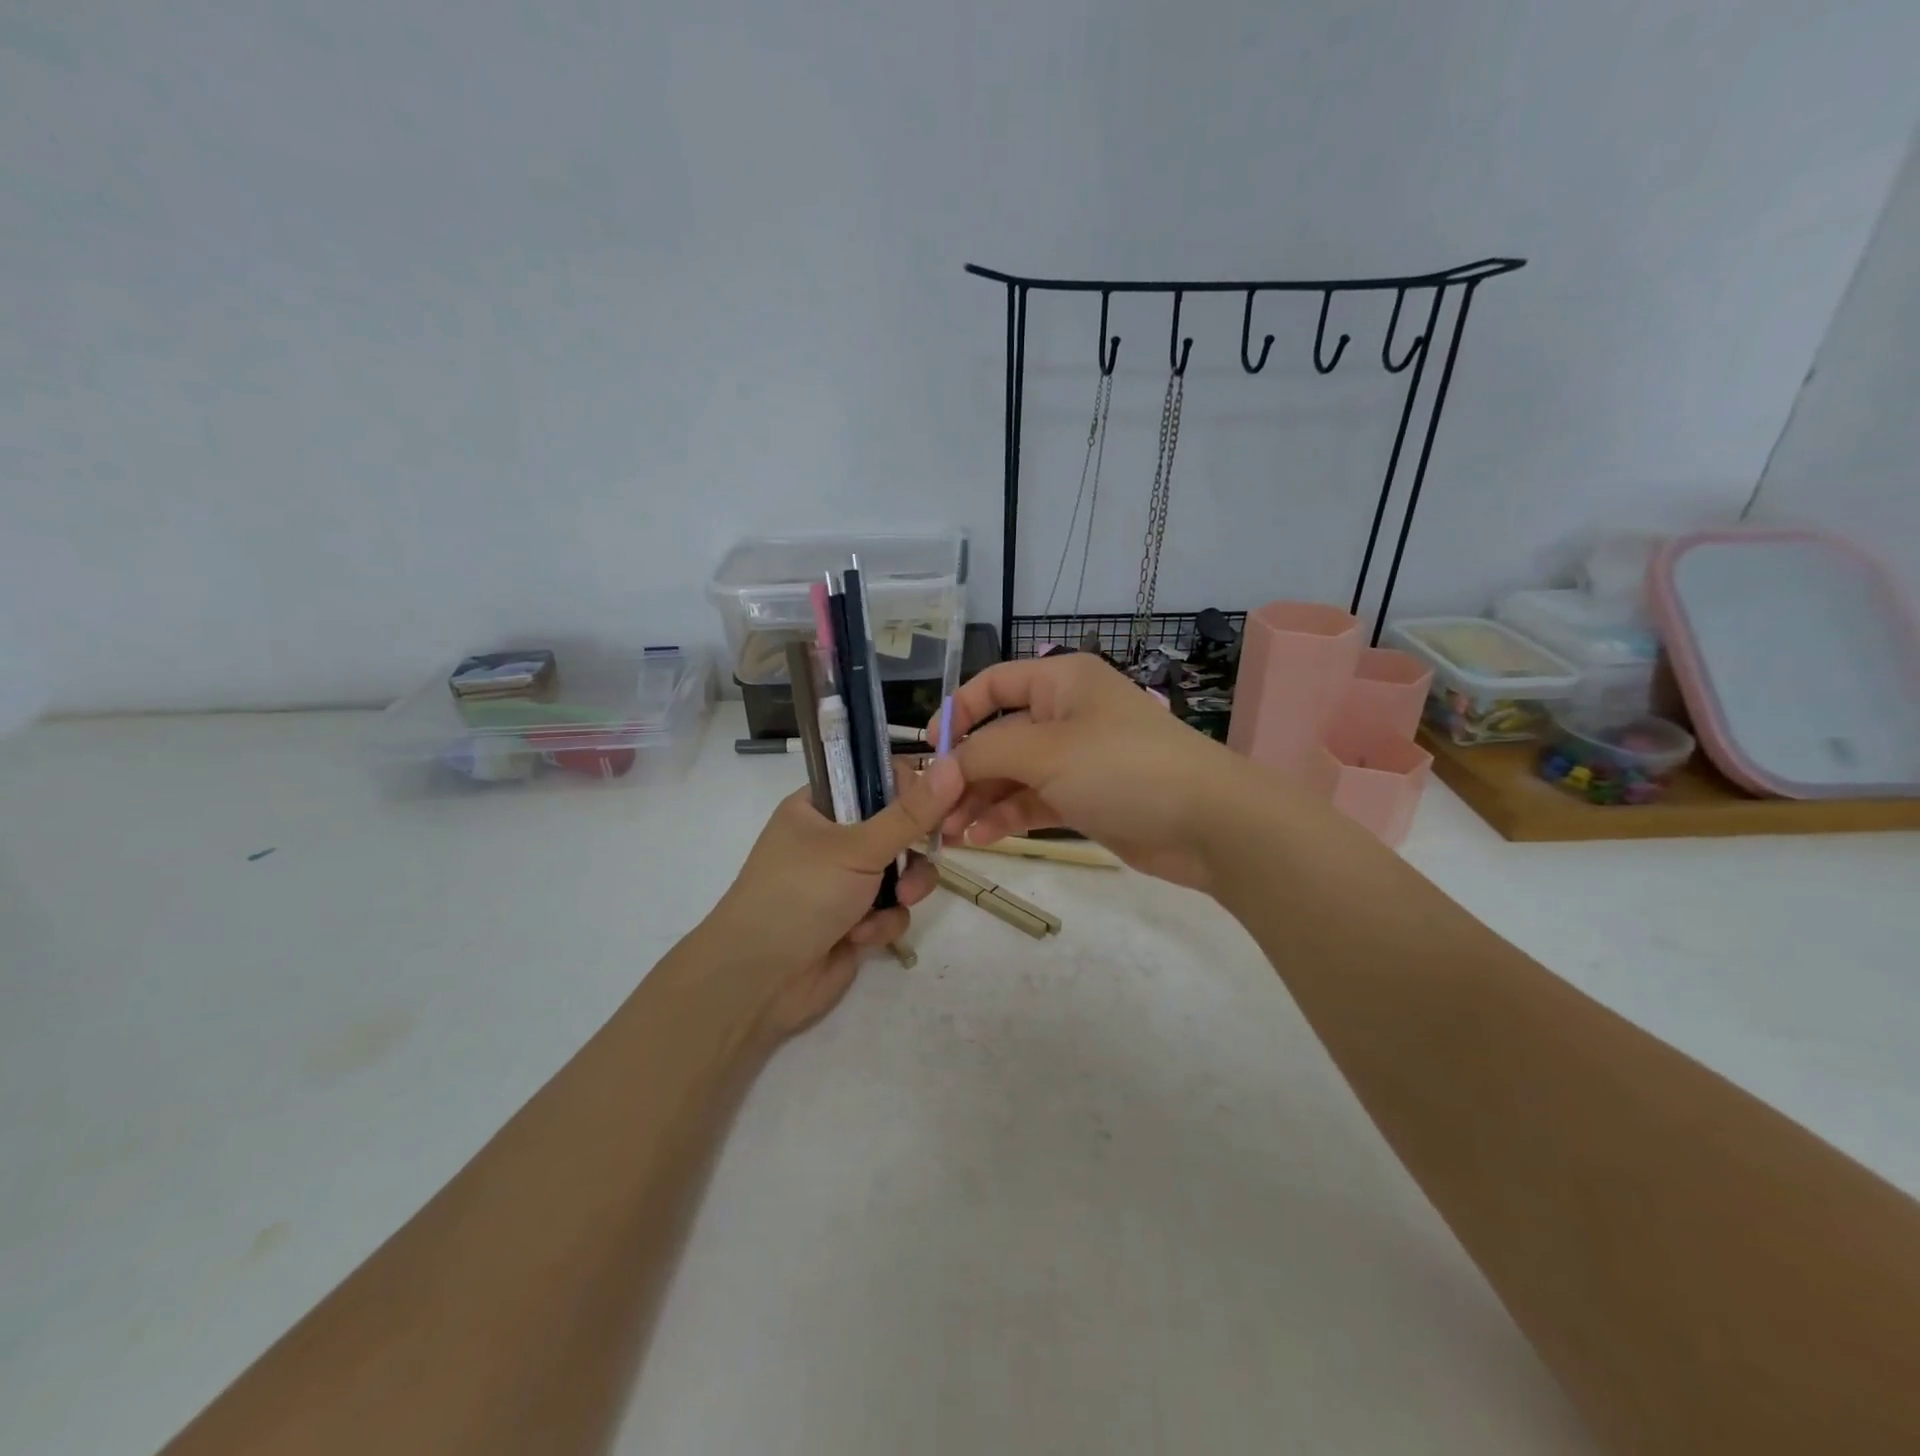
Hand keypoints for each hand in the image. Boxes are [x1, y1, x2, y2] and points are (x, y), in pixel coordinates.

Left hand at [705, 756, 966, 1039]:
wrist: (760, 982)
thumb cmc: (801, 895)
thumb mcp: (858, 847)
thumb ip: (910, 813)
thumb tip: (953, 765)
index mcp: (819, 806)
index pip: (875, 778)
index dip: (911, 787)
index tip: (941, 800)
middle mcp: (832, 839)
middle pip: (897, 826)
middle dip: (914, 847)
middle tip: (938, 846)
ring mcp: (844, 882)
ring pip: (902, 870)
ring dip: (905, 887)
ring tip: (897, 901)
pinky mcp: (856, 919)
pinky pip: (892, 909)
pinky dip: (883, 922)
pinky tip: (861, 937)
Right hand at [942, 654, 1261, 893]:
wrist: (1206, 822)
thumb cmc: (1121, 767)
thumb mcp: (1045, 751)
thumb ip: (984, 753)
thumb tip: (940, 767)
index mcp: (1060, 682)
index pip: (994, 684)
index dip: (957, 712)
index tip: (927, 750)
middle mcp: (1066, 715)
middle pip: (999, 736)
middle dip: (965, 771)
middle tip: (934, 808)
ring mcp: (1077, 759)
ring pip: (1013, 774)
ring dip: (981, 800)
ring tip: (952, 833)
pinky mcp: (1085, 799)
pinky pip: (1033, 802)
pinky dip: (1007, 818)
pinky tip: (982, 839)